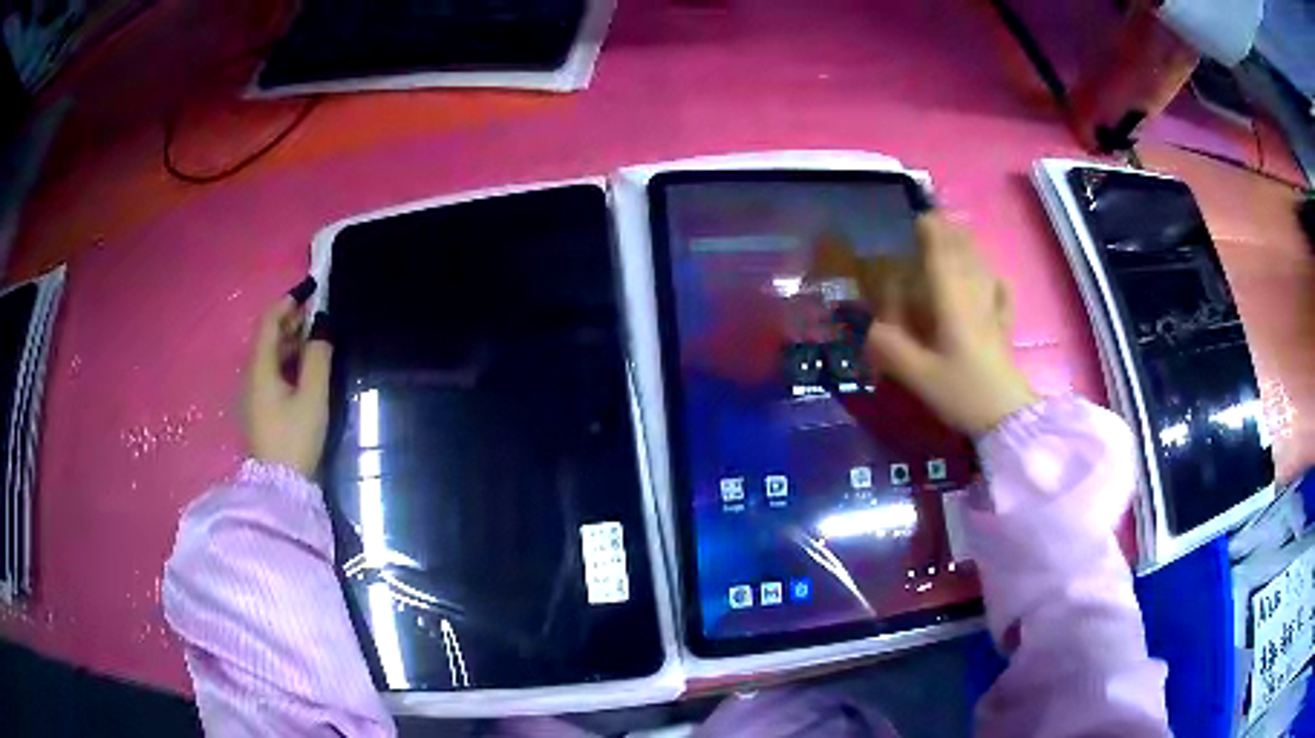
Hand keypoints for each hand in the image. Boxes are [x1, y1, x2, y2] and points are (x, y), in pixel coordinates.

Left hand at [244, 293, 332, 477]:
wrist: (280, 486)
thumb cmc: (296, 437)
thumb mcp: (313, 397)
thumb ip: (317, 357)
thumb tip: (321, 326)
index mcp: (260, 368)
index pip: (269, 321)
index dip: (288, 302)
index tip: (310, 290)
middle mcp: (250, 375)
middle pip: (267, 337)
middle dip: (290, 321)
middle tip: (316, 315)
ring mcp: (251, 394)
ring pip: (268, 356)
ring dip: (289, 342)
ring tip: (314, 340)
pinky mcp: (257, 409)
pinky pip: (269, 373)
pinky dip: (285, 362)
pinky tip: (302, 370)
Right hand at [864, 213, 1036, 434]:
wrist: (1006, 417)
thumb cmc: (963, 392)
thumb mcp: (919, 376)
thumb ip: (891, 349)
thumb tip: (871, 328)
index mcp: (952, 302)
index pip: (941, 254)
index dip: (930, 230)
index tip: (917, 215)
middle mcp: (974, 297)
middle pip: (964, 253)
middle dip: (949, 232)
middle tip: (933, 219)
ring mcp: (993, 310)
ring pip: (981, 267)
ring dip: (968, 248)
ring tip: (956, 236)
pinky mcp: (1004, 327)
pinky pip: (1001, 293)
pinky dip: (994, 279)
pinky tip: (992, 277)